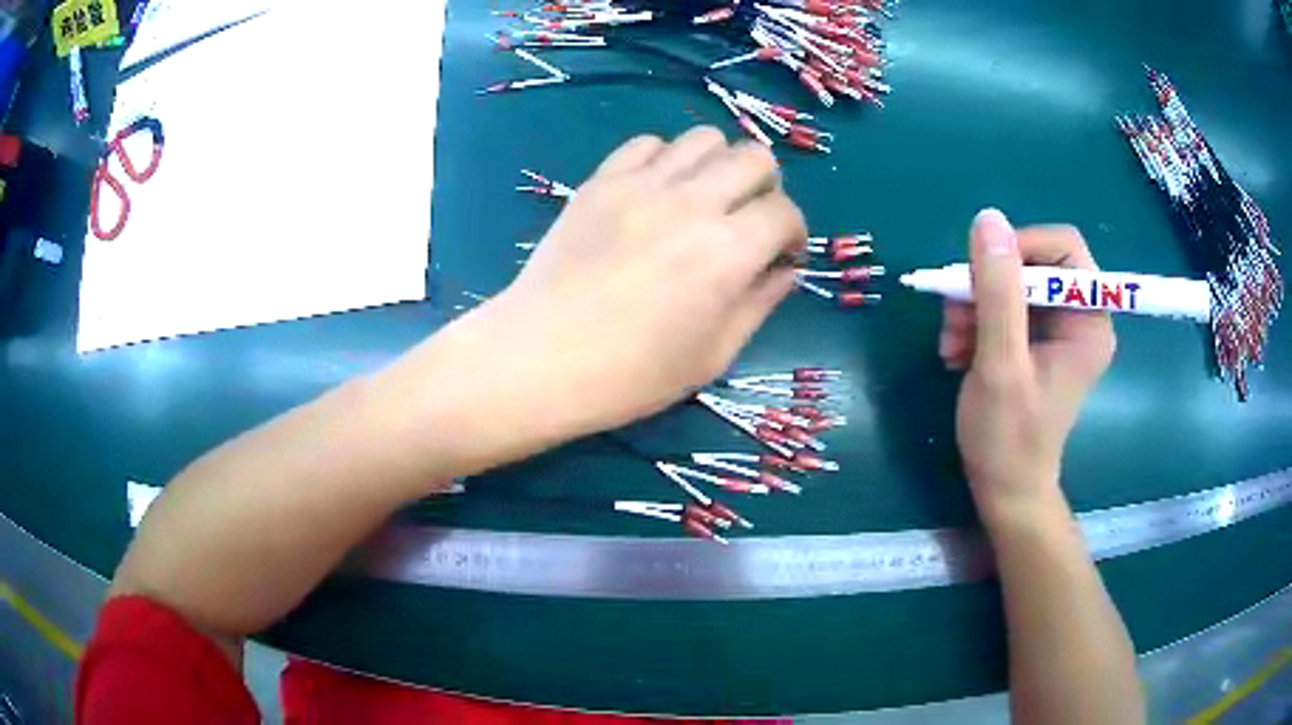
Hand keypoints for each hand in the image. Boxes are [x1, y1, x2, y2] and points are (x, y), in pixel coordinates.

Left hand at [484, 127, 805, 439]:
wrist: (540, 358)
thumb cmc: (631, 374)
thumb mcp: (713, 354)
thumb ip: (759, 303)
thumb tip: (785, 270)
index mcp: (728, 251)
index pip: (784, 212)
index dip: (793, 233)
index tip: (781, 255)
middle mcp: (693, 203)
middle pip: (754, 156)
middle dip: (765, 187)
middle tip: (748, 220)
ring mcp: (642, 184)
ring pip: (704, 138)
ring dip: (717, 165)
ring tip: (703, 200)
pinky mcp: (601, 180)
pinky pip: (647, 143)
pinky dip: (665, 160)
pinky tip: (656, 193)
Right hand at [939, 209, 1114, 525]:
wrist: (1004, 489)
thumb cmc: (1009, 437)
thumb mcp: (1000, 362)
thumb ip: (997, 290)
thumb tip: (988, 218)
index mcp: (1089, 320)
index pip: (1063, 249)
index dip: (1019, 249)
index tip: (978, 275)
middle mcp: (1078, 317)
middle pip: (1032, 263)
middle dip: (988, 285)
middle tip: (954, 316)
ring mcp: (1056, 329)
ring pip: (1010, 284)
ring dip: (973, 305)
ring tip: (950, 342)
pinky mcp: (1035, 341)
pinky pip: (1002, 307)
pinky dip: (975, 322)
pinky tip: (956, 351)